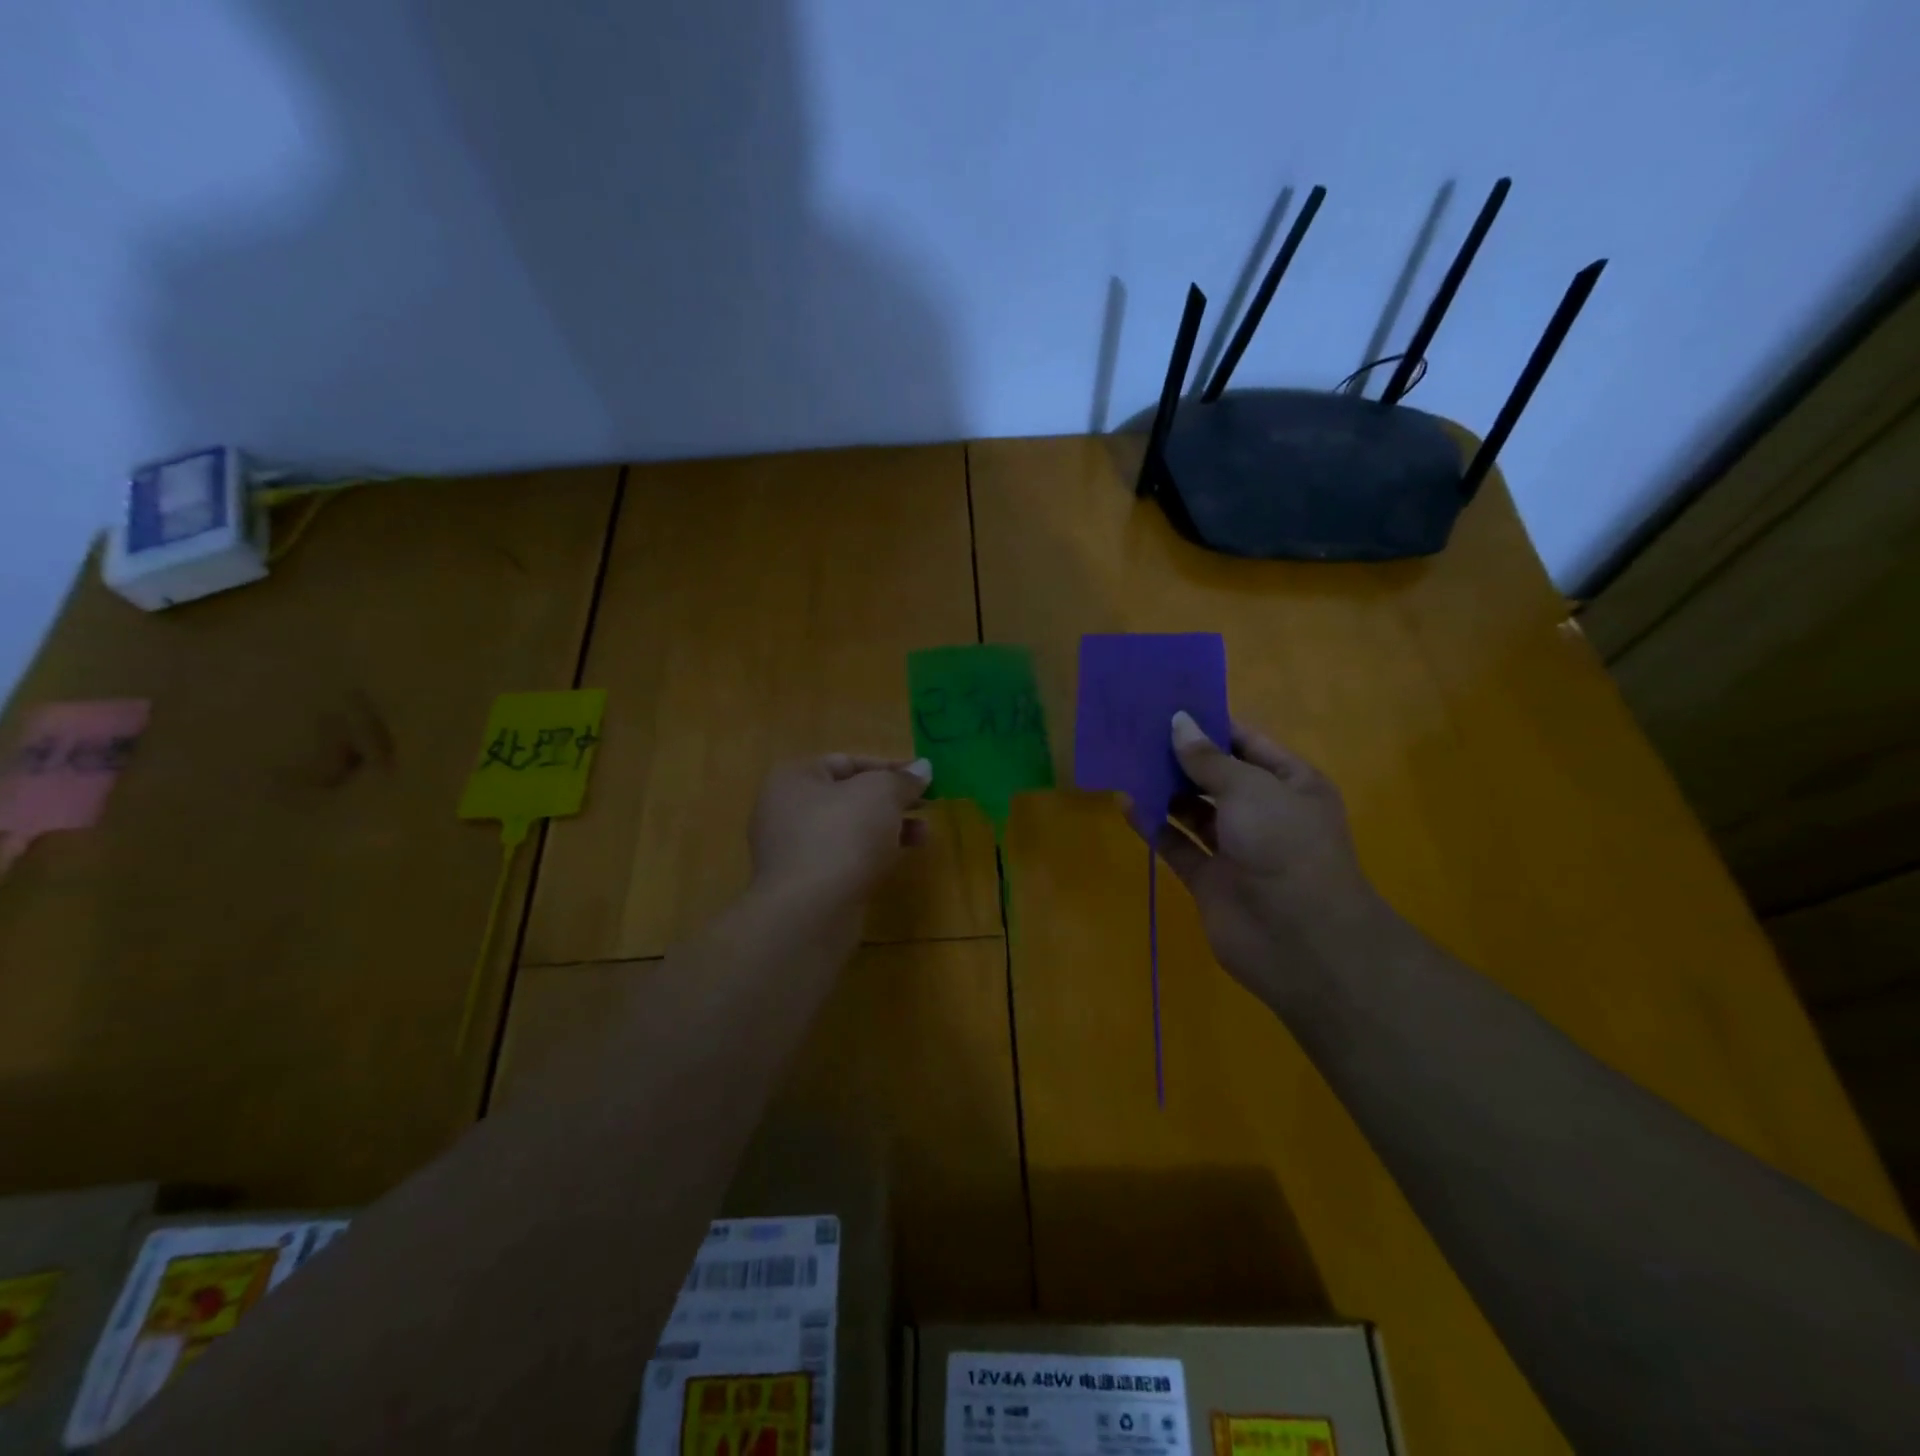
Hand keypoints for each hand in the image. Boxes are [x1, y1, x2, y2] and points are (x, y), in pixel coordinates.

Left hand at [749, 754, 932, 906]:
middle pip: (848, 796)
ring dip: (888, 828)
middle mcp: (786, 809)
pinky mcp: (805, 883)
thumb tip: (922, 768)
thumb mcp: (881, 794)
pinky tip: (898, 860)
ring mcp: (792, 850)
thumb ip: (902, 779)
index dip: (889, 766)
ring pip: (849, 829)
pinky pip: (844, 858)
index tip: (923, 778)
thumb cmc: (842, 836)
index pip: (847, 761)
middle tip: (927, 805)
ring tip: (923, 835)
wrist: (809, 912)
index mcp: (794, 777)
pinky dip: (872, 854)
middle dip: (891, 800)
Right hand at [1152, 713, 1391, 1002]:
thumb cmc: (1284, 846)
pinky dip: (1154, 826)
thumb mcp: (1249, 789)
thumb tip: (1178, 722)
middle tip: (1136, 730)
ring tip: (1126, 761)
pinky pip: (1177, 844)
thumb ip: (1208, 759)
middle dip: (1181, 756)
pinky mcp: (1210, 879)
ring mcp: (1236, 847)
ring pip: (1193, 810)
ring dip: (1164, 789)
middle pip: (1216, 776)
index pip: (1247, 742)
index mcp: (1290, 783)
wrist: (1302, 941)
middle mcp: (1264, 812)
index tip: (1168, 705)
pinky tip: (1127, 804)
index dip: (1210, 724)